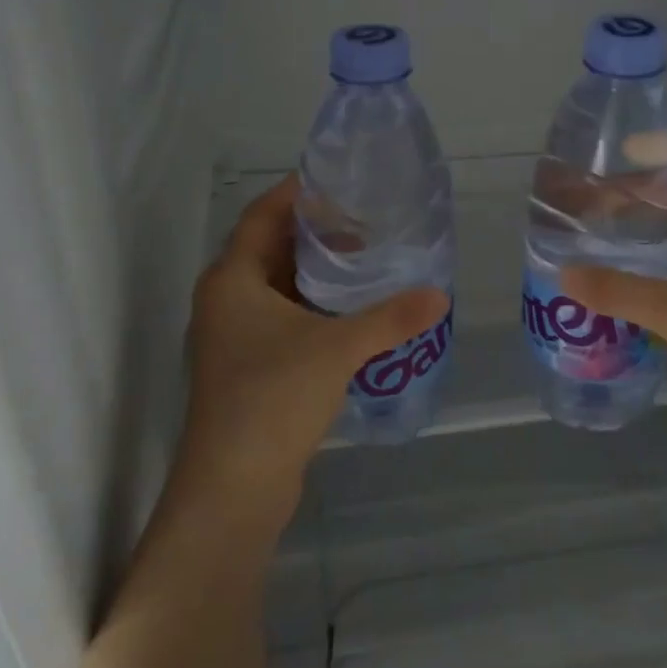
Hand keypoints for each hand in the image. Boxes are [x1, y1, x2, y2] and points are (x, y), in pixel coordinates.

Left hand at [179, 176, 447, 532]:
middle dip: (316, 234)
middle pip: (271, 249)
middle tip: (366, 222)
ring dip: (317, 274)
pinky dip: (314, 308)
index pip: (262, 215)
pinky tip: (353, 315)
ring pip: (278, 287)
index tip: (339, 181)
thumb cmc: (273, 397)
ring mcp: (234, 337)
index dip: (297, 194)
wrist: (235, 487)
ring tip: (367, 263)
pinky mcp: (249, 368)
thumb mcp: (337, 348)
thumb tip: (440, 295)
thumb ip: (390, 318)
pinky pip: (284, 319)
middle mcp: (226, 301)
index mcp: (231, 279)